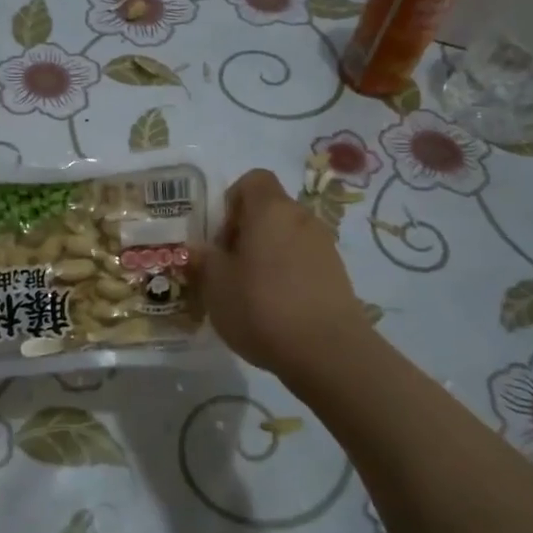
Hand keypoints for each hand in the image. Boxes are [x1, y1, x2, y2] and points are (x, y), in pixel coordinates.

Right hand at [193, 169, 372, 382]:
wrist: (329, 352)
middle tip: (228, 268)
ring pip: (286, 237)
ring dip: (266, 255)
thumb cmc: (262, 307)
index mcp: (270, 210)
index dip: (232, 201)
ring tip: (249, 292)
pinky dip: (287, 274)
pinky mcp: (338, 275)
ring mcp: (324, 246)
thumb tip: (195, 249)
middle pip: (269, 210)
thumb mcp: (216, 285)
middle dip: (246, 232)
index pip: (253, 180)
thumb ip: (203, 260)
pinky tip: (275, 308)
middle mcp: (301, 218)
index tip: (220, 236)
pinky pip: (303, 261)